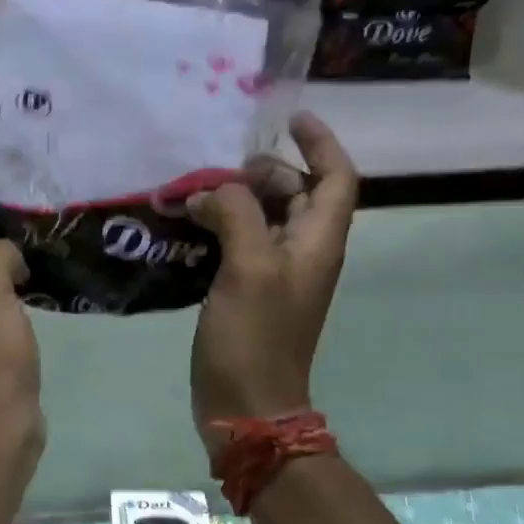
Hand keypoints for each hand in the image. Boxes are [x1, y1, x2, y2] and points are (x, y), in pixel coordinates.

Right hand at [185, 112, 358, 450]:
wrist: (247, 404)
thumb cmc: (255, 336)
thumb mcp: (249, 267)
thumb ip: (237, 214)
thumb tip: (213, 192)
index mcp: (318, 241)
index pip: (336, 177)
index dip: (320, 143)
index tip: (289, 119)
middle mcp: (304, 252)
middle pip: (297, 193)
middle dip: (263, 172)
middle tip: (218, 169)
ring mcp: (276, 274)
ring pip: (264, 218)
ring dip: (235, 199)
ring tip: (194, 192)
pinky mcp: (249, 292)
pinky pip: (240, 244)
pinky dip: (219, 227)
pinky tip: (187, 227)